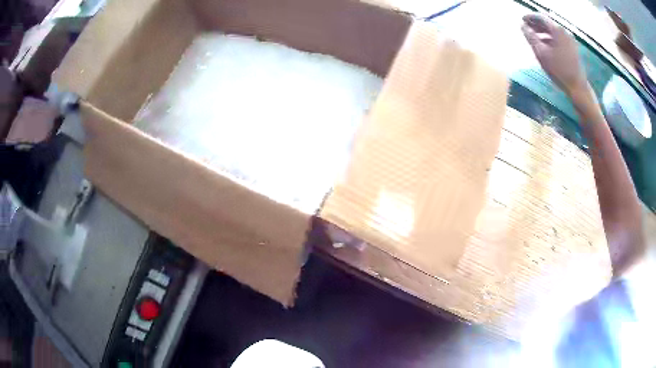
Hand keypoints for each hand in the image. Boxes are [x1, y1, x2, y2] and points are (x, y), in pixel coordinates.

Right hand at [522, 14, 587, 95]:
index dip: (530, 17)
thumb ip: (530, 37)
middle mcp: (564, 32)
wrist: (577, 87)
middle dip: (536, 24)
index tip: (522, 20)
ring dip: (542, 32)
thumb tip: (522, 26)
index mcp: (557, 30)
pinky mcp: (572, 48)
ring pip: (553, 31)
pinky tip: (544, 45)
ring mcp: (570, 40)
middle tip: (526, 28)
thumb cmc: (559, 70)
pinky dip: (550, 38)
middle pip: (547, 23)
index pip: (540, 17)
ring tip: (534, 37)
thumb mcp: (541, 53)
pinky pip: (558, 38)